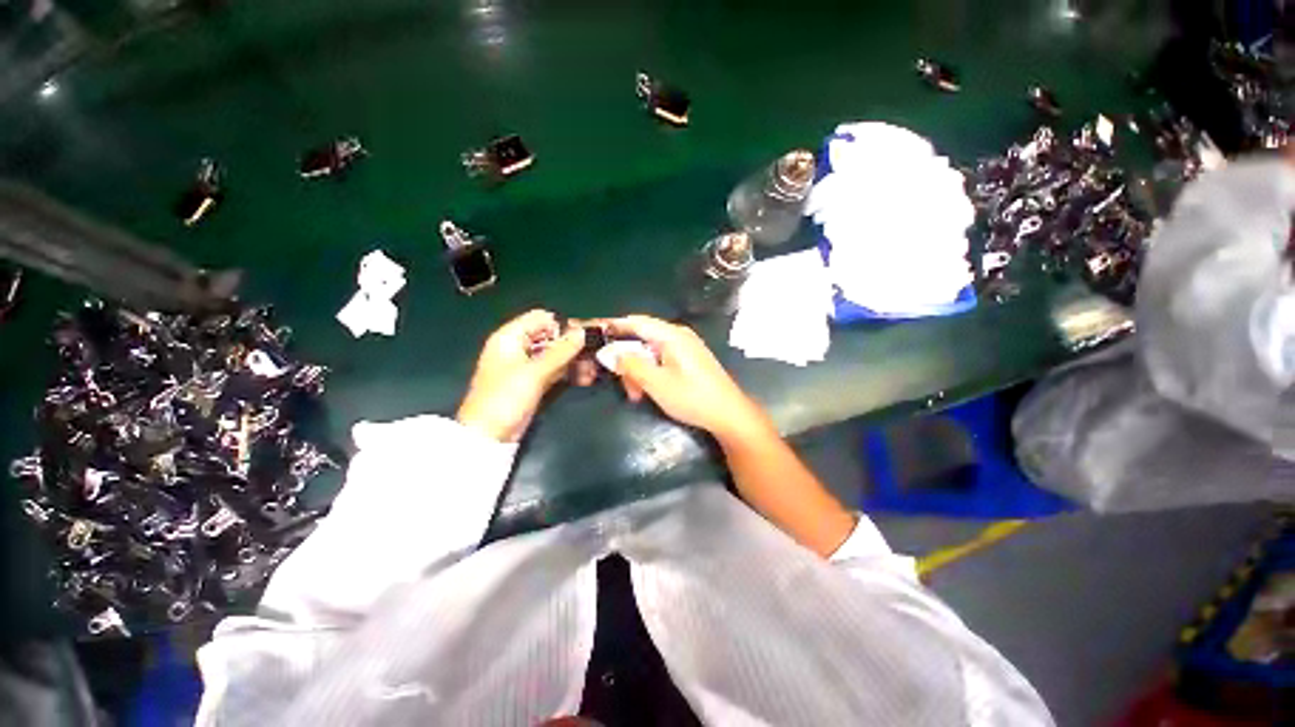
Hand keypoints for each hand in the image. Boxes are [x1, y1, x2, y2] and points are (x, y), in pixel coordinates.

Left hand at [456, 310, 585, 441]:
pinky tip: (586, 378)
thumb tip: (583, 332)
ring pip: (556, 355)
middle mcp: (518, 348)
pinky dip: (569, 373)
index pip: (540, 319)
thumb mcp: (534, 372)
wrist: (489, 436)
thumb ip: (560, 351)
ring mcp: (527, 366)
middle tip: (595, 354)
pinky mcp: (534, 382)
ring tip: (594, 370)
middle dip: (573, 345)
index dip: (562, 325)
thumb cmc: (505, 398)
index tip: (584, 336)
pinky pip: (555, 371)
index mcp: (510, 337)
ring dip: (575, 361)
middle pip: (551, 337)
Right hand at [609, 315, 768, 441]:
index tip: (594, 333)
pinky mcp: (688, 359)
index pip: (636, 322)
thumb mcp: (657, 383)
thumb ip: (631, 365)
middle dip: (627, 359)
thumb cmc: (692, 398)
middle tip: (622, 383)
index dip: (614, 326)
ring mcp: (685, 347)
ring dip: (638, 370)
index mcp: (671, 335)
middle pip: (642, 339)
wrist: (729, 414)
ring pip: (650, 352)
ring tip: (636, 394)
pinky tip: (648, 390)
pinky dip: (650, 372)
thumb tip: (610, 352)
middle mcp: (678, 335)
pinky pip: (661, 359)